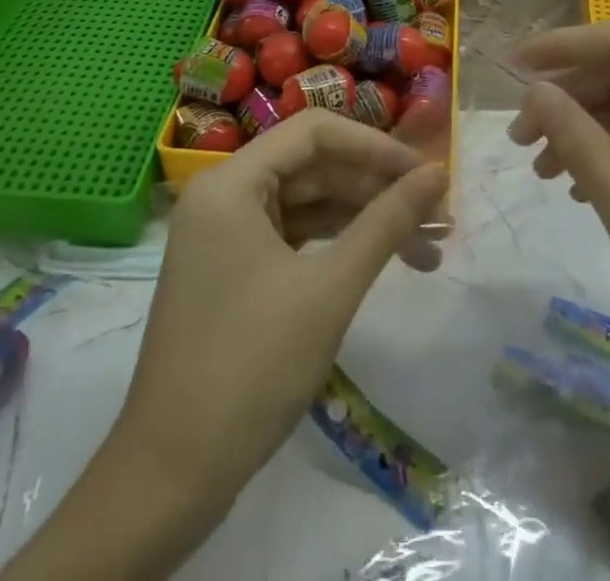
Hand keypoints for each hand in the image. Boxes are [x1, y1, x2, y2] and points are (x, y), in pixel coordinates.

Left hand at [6, 111, 447, 580]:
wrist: (171, 476)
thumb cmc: (251, 368)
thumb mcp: (330, 290)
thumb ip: (386, 223)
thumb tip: (438, 174)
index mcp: (231, 182)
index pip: (313, 132)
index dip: (374, 145)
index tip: (425, 173)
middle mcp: (224, 195)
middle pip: (312, 166)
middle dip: (376, 189)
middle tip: (437, 215)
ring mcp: (225, 234)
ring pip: (307, 204)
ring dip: (363, 219)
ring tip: (426, 246)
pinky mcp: (233, 269)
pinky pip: (293, 236)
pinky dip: (336, 245)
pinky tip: (380, 259)